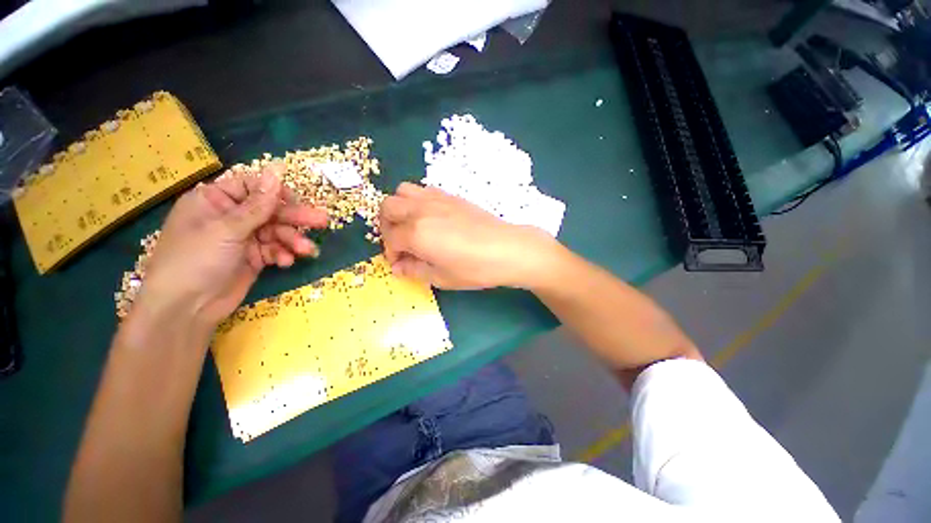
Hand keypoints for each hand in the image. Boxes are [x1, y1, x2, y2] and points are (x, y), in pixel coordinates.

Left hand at [135, 163, 327, 329]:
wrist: (187, 309)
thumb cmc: (196, 260)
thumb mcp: (227, 229)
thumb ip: (258, 203)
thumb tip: (277, 169)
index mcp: (215, 201)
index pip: (252, 187)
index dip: (275, 193)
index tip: (296, 201)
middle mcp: (230, 217)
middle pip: (269, 211)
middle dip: (295, 218)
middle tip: (322, 221)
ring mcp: (243, 238)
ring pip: (276, 232)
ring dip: (292, 241)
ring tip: (307, 251)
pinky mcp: (253, 257)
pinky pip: (274, 249)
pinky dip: (283, 254)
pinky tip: (286, 262)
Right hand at [379, 182, 559, 289]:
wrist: (506, 249)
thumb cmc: (474, 268)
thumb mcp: (441, 277)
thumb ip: (414, 270)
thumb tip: (398, 267)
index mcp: (416, 233)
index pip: (390, 238)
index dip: (390, 252)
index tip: (400, 263)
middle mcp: (421, 210)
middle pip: (388, 207)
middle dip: (387, 226)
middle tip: (400, 242)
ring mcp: (436, 199)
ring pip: (403, 191)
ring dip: (399, 208)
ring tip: (411, 226)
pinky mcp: (451, 196)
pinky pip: (423, 190)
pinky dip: (417, 201)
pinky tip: (430, 218)